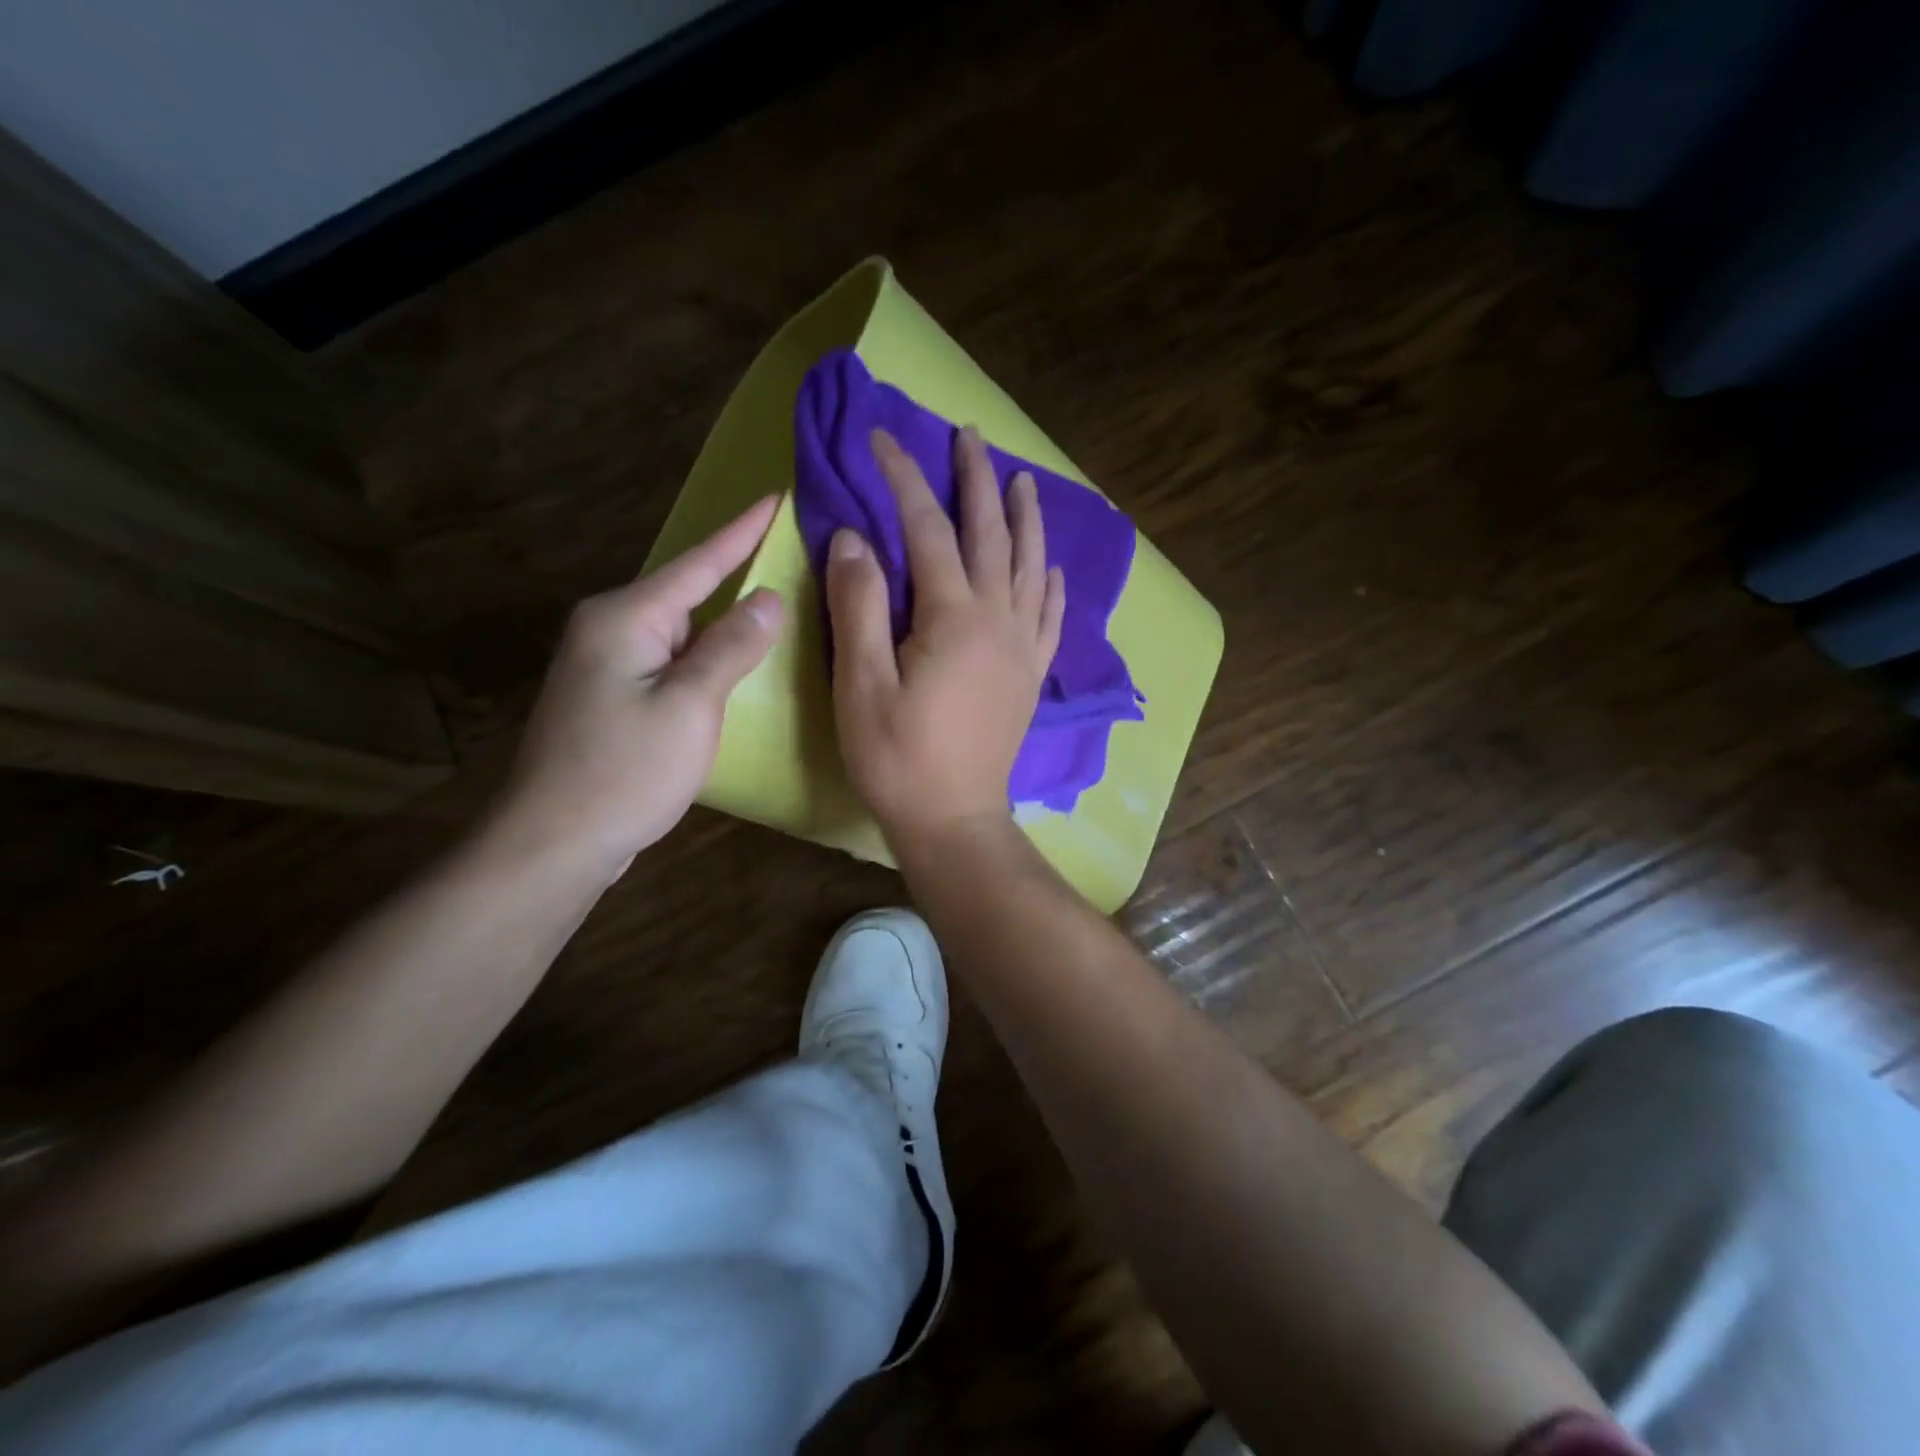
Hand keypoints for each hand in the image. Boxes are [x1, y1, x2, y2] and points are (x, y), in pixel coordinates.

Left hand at [491, 497, 782, 877]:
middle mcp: (610, 628)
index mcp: (626, 617)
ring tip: (775, 606)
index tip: (776, 496)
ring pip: (680, 630)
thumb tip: (768, 598)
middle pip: (687, 592)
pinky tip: (734, 664)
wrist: (555, 842)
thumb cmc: (625, 771)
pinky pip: (671, 660)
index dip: (742, 532)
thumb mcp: (690, 706)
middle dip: (736, 574)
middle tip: (790, 556)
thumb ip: (731, 647)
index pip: (698, 562)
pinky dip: (706, 656)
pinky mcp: (612, 697)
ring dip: (723, 621)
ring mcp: (606, 664)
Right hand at [826, 426, 1063, 850]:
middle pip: (991, 534)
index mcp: (953, 617)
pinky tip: (1049, 566)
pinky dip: (1048, 582)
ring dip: (1024, 519)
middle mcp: (998, 620)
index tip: (882, 439)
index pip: (928, 529)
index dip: (904, 480)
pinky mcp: (1031, 675)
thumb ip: (858, 606)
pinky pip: (1048, 615)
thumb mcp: (860, 685)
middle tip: (969, 435)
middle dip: (977, 480)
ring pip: (1029, 566)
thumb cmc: (898, 758)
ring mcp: (1022, 648)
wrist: (954, 819)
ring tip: (1021, 480)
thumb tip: (855, 537)